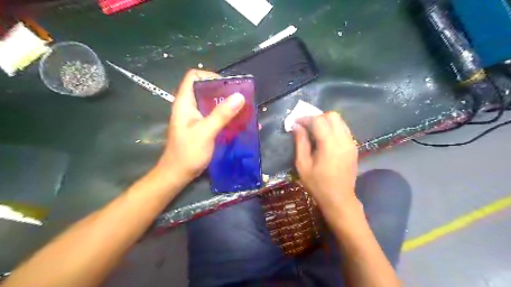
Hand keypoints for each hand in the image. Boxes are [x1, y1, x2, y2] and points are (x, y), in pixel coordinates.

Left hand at [155, 71, 244, 183]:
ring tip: (243, 109)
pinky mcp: (202, 126)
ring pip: (212, 103)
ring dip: (227, 104)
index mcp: (185, 102)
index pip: (194, 77)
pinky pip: (215, 115)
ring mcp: (196, 117)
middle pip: (206, 89)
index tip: (228, 86)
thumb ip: (221, 114)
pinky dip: (226, 116)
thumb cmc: (188, 153)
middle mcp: (190, 106)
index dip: (211, 76)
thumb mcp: (205, 132)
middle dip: (224, 91)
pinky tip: (239, 122)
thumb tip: (239, 96)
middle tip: (241, 98)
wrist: (178, 174)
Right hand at [291, 113, 358, 214]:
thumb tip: (296, 126)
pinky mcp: (354, 147)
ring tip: (314, 131)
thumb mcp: (303, 165)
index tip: (295, 122)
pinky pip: (343, 129)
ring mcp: (351, 143)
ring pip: (340, 121)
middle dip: (317, 117)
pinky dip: (333, 128)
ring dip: (326, 121)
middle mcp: (343, 140)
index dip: (305, 118)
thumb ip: (300, 143)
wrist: (339, 199)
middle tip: (306, 126)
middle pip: (332, 116)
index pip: (319, 120)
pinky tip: (325, 138)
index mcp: (330, 145)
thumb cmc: (317, 184)